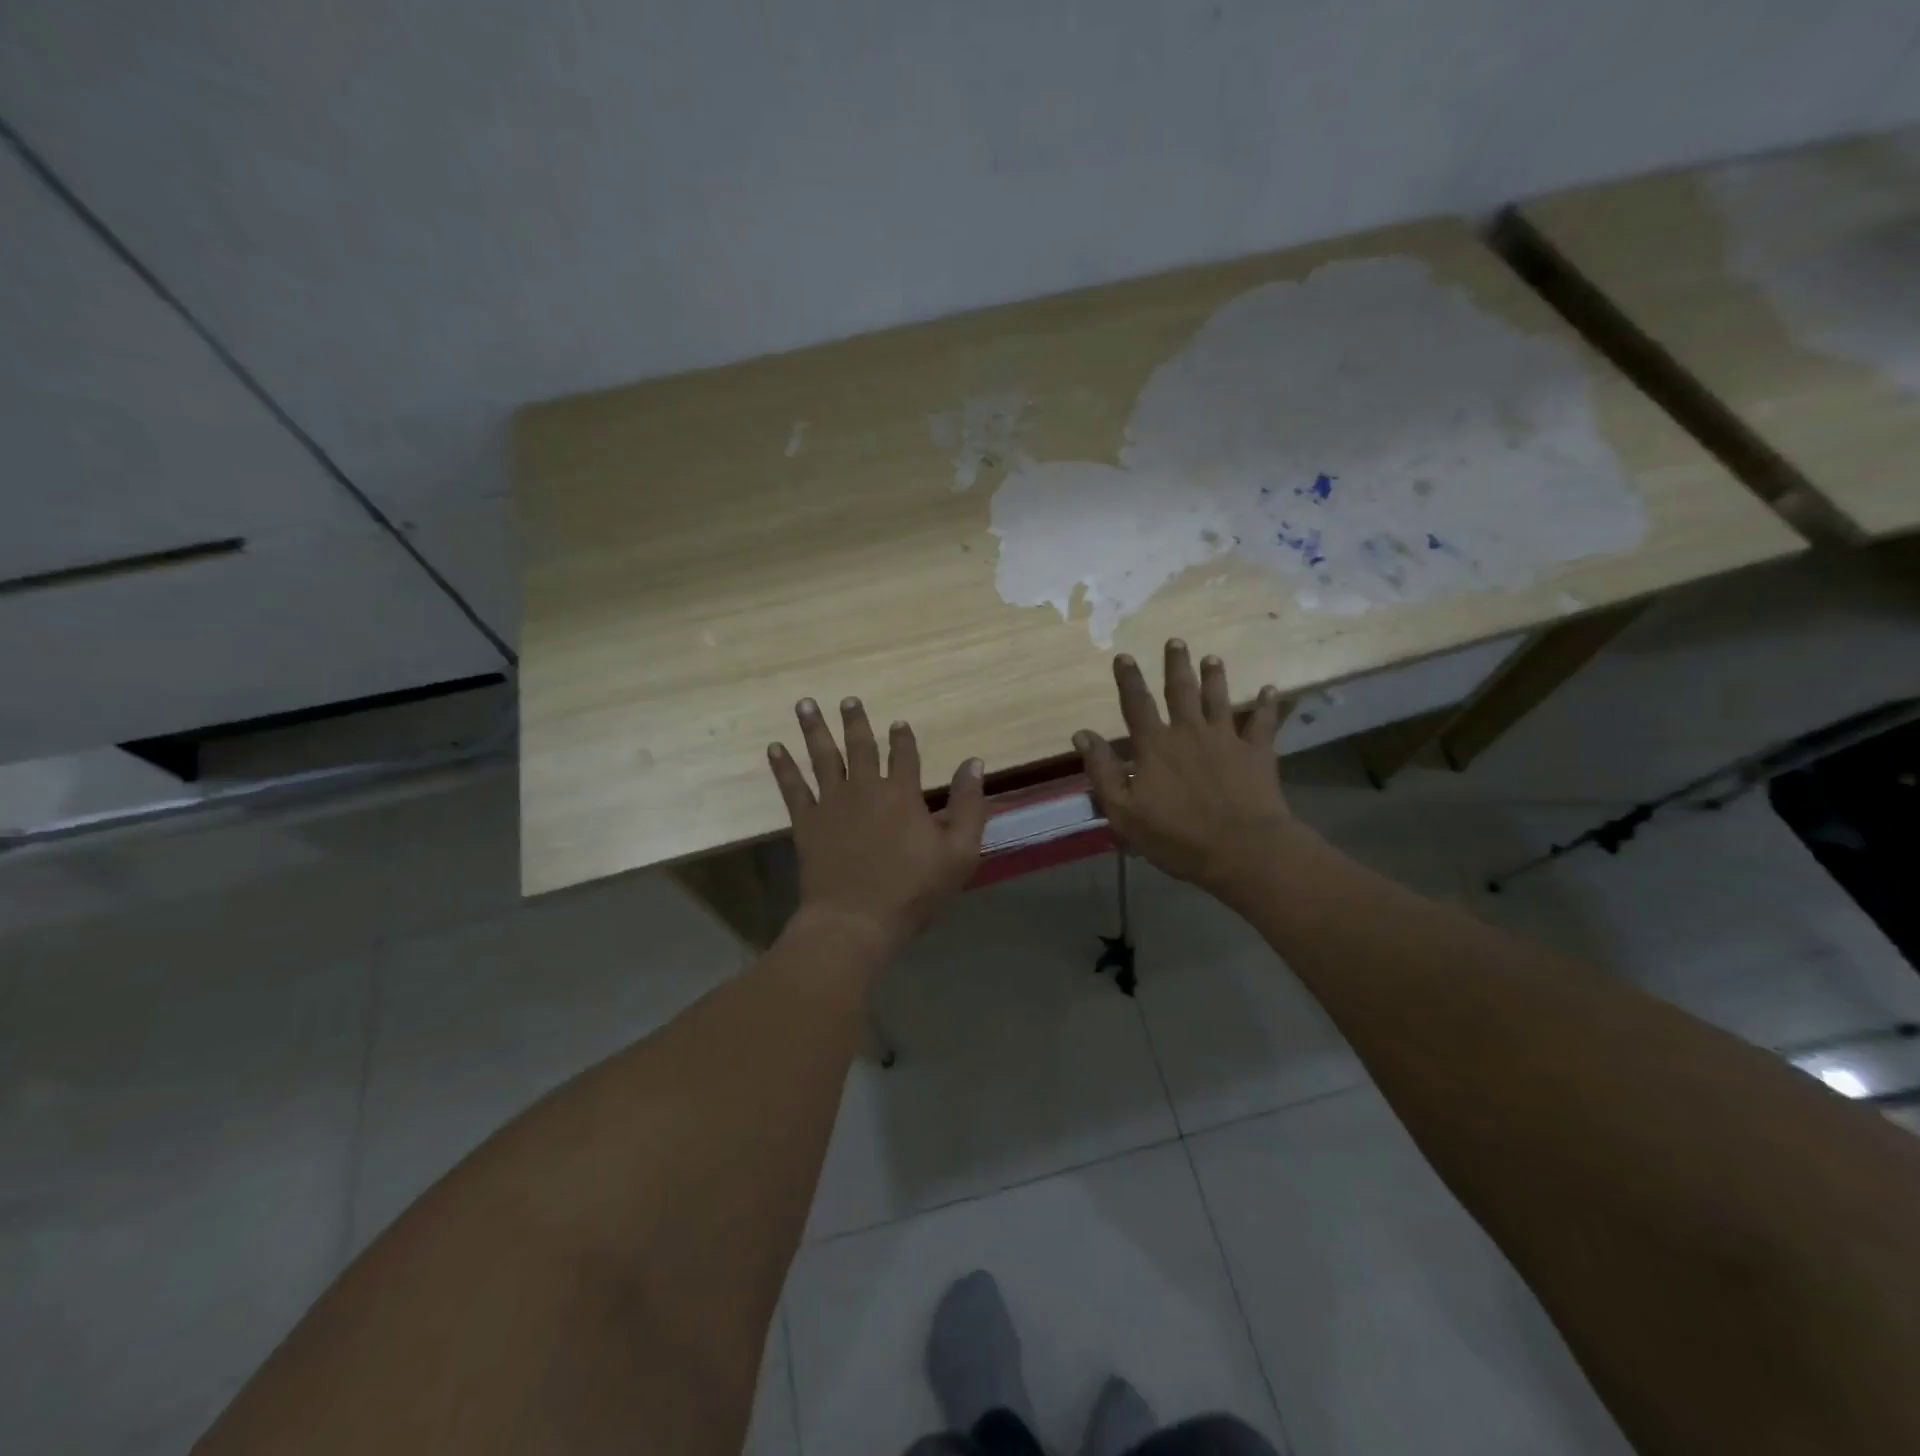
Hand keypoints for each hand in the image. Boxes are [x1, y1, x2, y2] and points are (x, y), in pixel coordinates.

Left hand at [767, 696, 986, 954]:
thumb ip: (969, 805)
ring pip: (822, 756)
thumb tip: (975, 762)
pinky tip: (774, 748)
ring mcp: (831, 803)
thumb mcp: (960, 852)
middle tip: (848, 699)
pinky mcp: (806, 823)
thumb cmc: (912, 891)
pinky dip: (783, 767)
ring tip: (805, 704)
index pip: (904, 755)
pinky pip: (792, 787)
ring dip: (814, 728)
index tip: (899, 723)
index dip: (903, 738)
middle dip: (855, 721)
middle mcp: (865, 788)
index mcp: (902, 794)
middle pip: (860, 746)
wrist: (855, 921)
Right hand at [1073, 640, 1314, 901]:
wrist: (1241, 850)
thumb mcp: (1123, 811)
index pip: (1136, 704)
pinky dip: (1267, 705)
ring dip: (1215, 677)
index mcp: (1154, 746)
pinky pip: (1263, 723)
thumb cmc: (1175, 836)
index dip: (1128, 680)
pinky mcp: (1257, 753)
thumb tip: (1081, 735)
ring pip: (1219, 699)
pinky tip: (1271, 689)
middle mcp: (1189, 732)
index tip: (1124, 656)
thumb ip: (1102, 770)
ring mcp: (1226, 739)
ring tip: (1212, 658)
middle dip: (1175, 665)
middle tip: (1175, 641)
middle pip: (1180, 691)